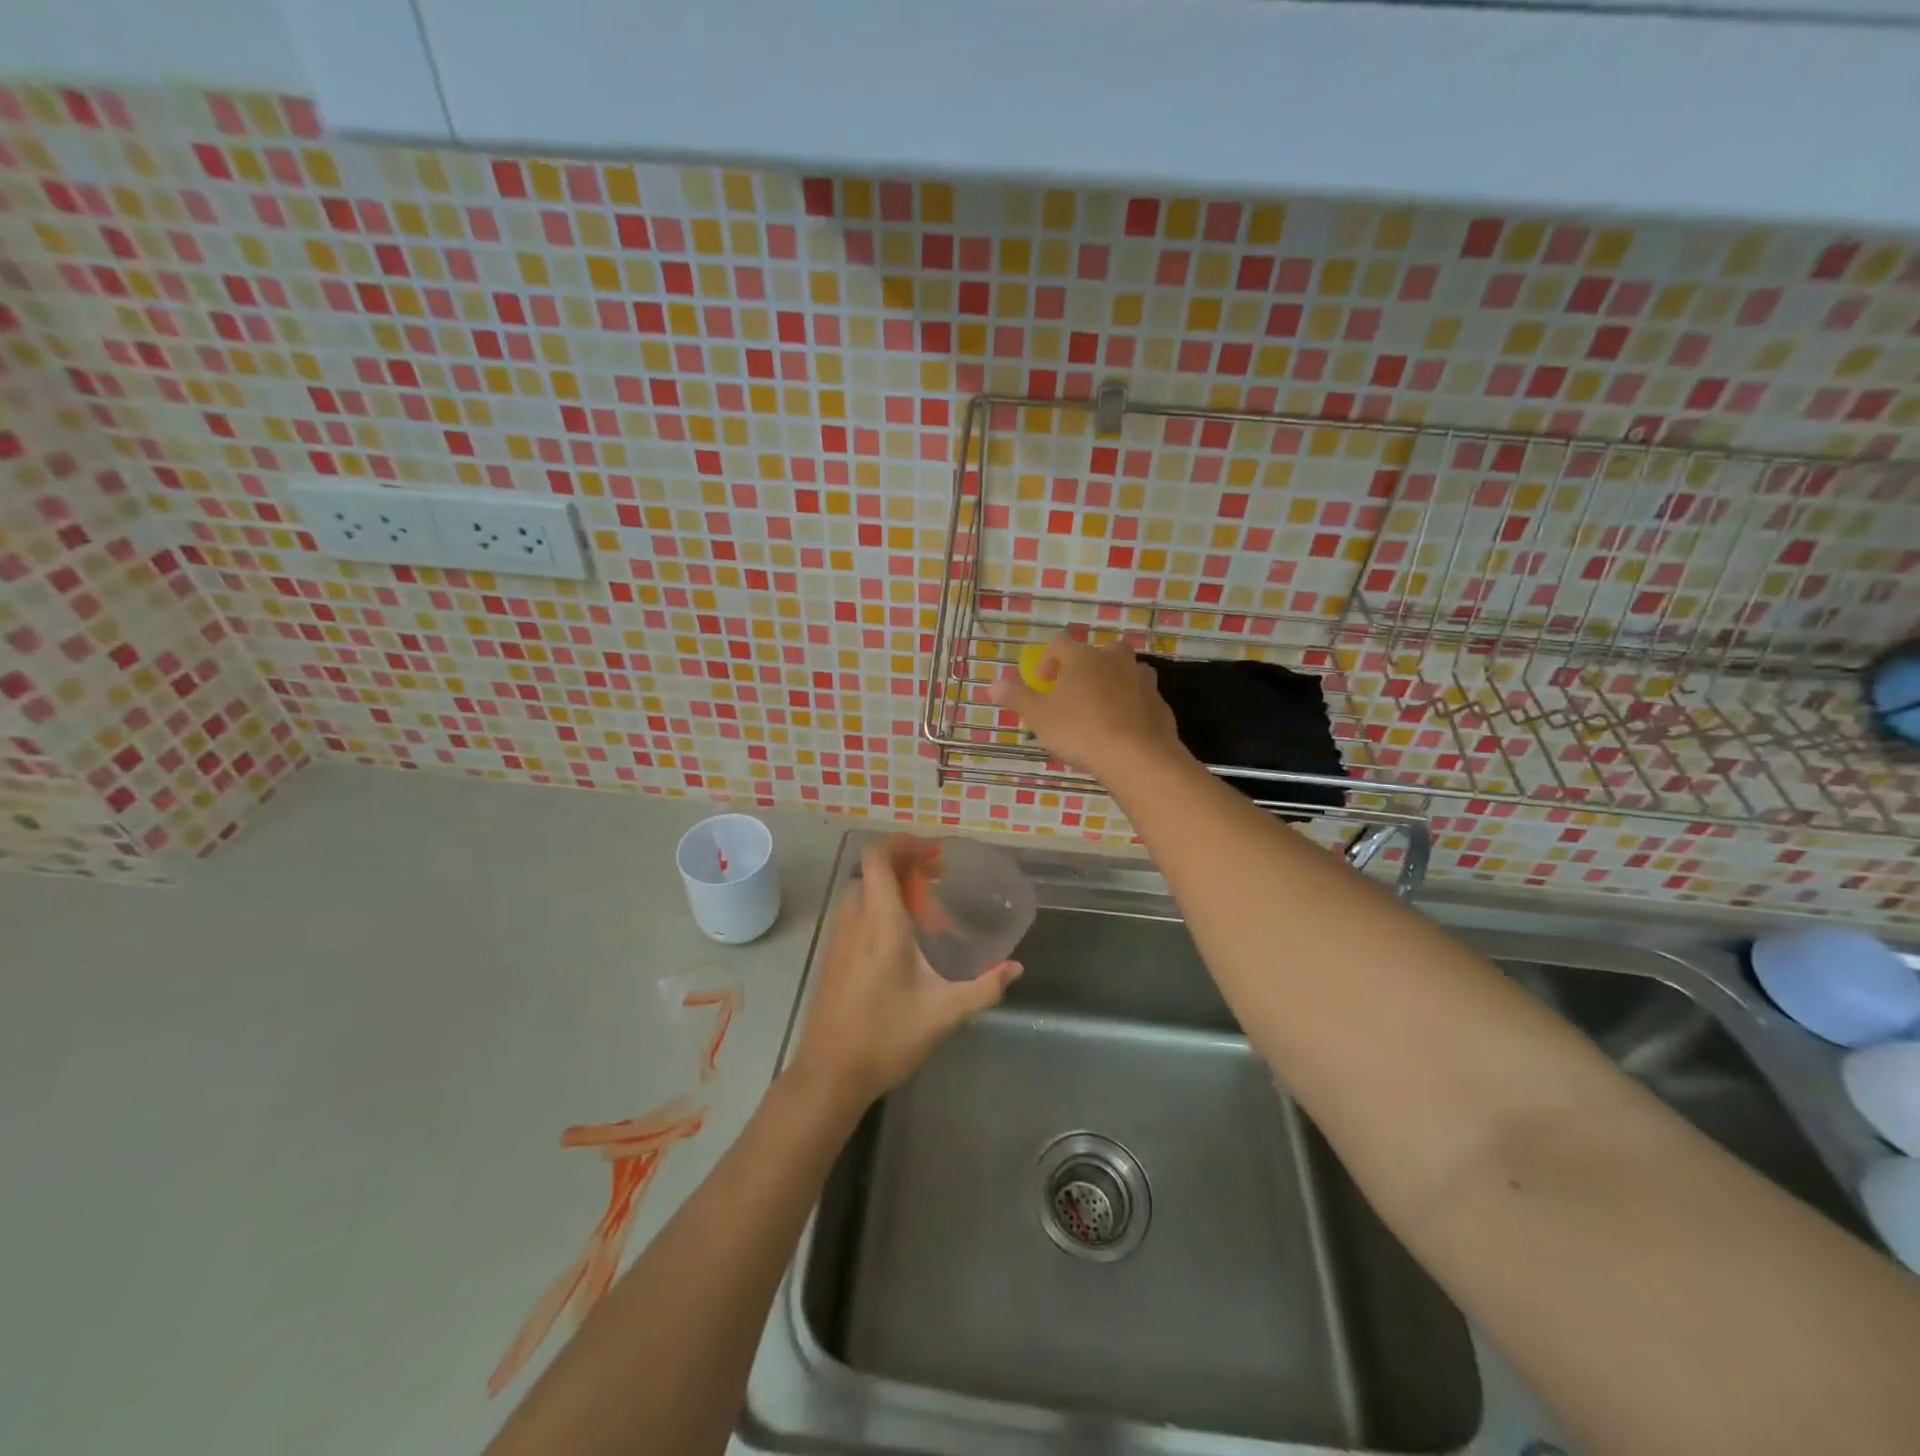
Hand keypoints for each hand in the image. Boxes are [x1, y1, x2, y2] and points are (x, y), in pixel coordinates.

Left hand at [789, 837, 1020, 1106]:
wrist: (829, 1076)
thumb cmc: (886, 1038)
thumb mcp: (944, 1013)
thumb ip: (984, 988)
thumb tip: (1015, 968)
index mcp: (881, 923)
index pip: (877, 859)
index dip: (900, 844)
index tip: (930, 851)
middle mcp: (855, 922)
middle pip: (870, 872)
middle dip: (901, 865)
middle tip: (933, 879)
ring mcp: (838, 940)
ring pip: (860, 893)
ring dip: (886, 887)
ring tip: (920, 907)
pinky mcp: (832, 958)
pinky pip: (853, 914)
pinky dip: (874, 908)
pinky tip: (898, 941)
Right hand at [989, 633, 1184, 778]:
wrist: (1138, 757)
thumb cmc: (1080, 731)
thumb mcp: (1038, 717)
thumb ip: (1016, 697)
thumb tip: (992, 685)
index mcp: (1083, 658)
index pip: (1060, 644)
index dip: (1047, 661)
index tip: (1042, 683)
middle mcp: (1115, 660)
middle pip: (1099, 651)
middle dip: (1085, 667)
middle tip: (1074, 693)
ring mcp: (1142, 680)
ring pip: (1125, 671)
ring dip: (1111, 683)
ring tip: (1099, 709)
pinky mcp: (1159, 704)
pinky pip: (1141, 697)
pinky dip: (1130, 705)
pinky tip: (1121, 728)